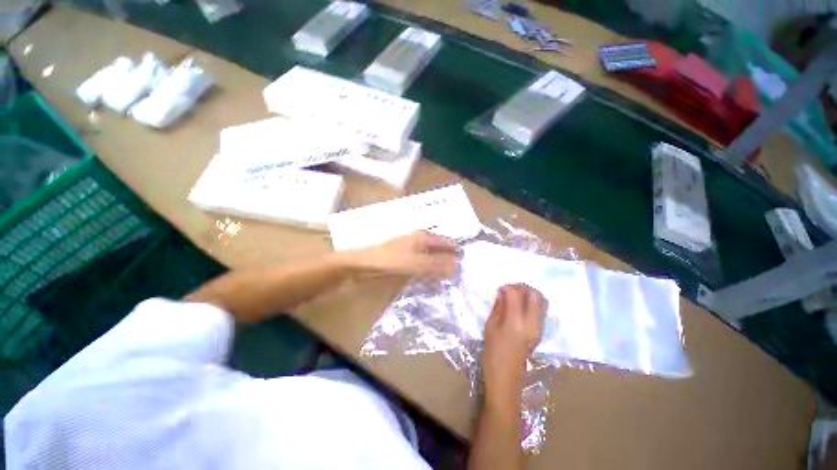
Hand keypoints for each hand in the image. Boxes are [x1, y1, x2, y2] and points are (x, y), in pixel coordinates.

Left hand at [347, 231, 460, 278]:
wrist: (360, 265)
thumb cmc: (388, 261)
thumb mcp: (416, 264)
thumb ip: (437, 266)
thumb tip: (458, 269)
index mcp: (423, 237)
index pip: (447, 243)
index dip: (458, 252)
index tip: (470, 266)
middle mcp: (418, 243)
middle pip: (440, 252)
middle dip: (450, 264)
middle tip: (462, 280)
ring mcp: (410, 253)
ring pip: (430, 262)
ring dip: (439, 272)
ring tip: (450, 286)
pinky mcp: (402, 264)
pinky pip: (420, 270)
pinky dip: (427, 277)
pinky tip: (431, 288)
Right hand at [482, 284, 546, 400]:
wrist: (506, 376)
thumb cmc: (493, 355)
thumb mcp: (490, 330)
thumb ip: (498, 309)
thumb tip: (503, 294)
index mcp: (515, 322)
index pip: (516, 295)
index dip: (508, 288)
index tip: (500, 289)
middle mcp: (531, 322)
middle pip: (534, 294)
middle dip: (523, 287)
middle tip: (512, 289)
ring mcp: (539, 327)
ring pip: (542, 300)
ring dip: (531, 294)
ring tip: (518, 297)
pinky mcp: (541, 331)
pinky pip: (541, 310)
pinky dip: (534, 303)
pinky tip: (522, 308)